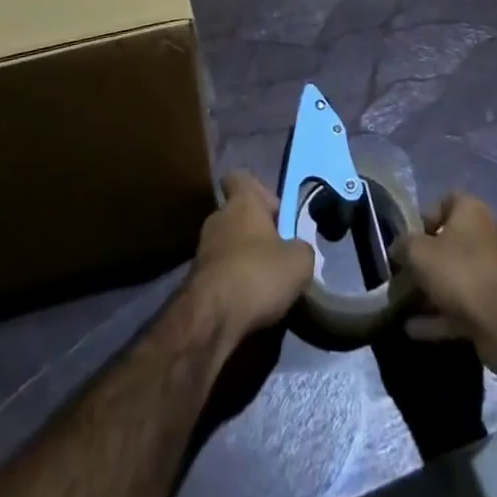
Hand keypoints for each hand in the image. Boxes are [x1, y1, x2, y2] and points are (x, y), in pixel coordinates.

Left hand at [185, 171, 314, 347]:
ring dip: (244, 259)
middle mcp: (218, 218)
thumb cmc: (258, 274)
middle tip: (278, 254)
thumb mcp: (299, 262)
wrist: (211, 318)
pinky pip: (220, 273)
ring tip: (266, 284)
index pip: (240, 177)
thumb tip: (297, 250)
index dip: (258, 190)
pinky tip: (249, 303)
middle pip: (237, 214)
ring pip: (228, 245)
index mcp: (242, 202)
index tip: (275, 212)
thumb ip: (301, 248)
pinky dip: (233, 283)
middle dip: (256, 231)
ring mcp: (202, 249)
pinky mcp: (195, 280)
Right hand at [391, 192, 496, 382]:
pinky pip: (463, 306)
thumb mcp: (419, 253)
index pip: (446, 200)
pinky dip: (440, 316)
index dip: (424, 216)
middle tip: (402, 275)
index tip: (408, 238)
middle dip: (424, 260)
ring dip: (430, 291)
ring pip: (456, 277)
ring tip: (402, 305)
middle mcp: (488, 236)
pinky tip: (413, 329)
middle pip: (450, 242)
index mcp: (473, 212)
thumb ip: (403, 246)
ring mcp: (495, 273)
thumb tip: (397, 249)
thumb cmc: (462, 274)